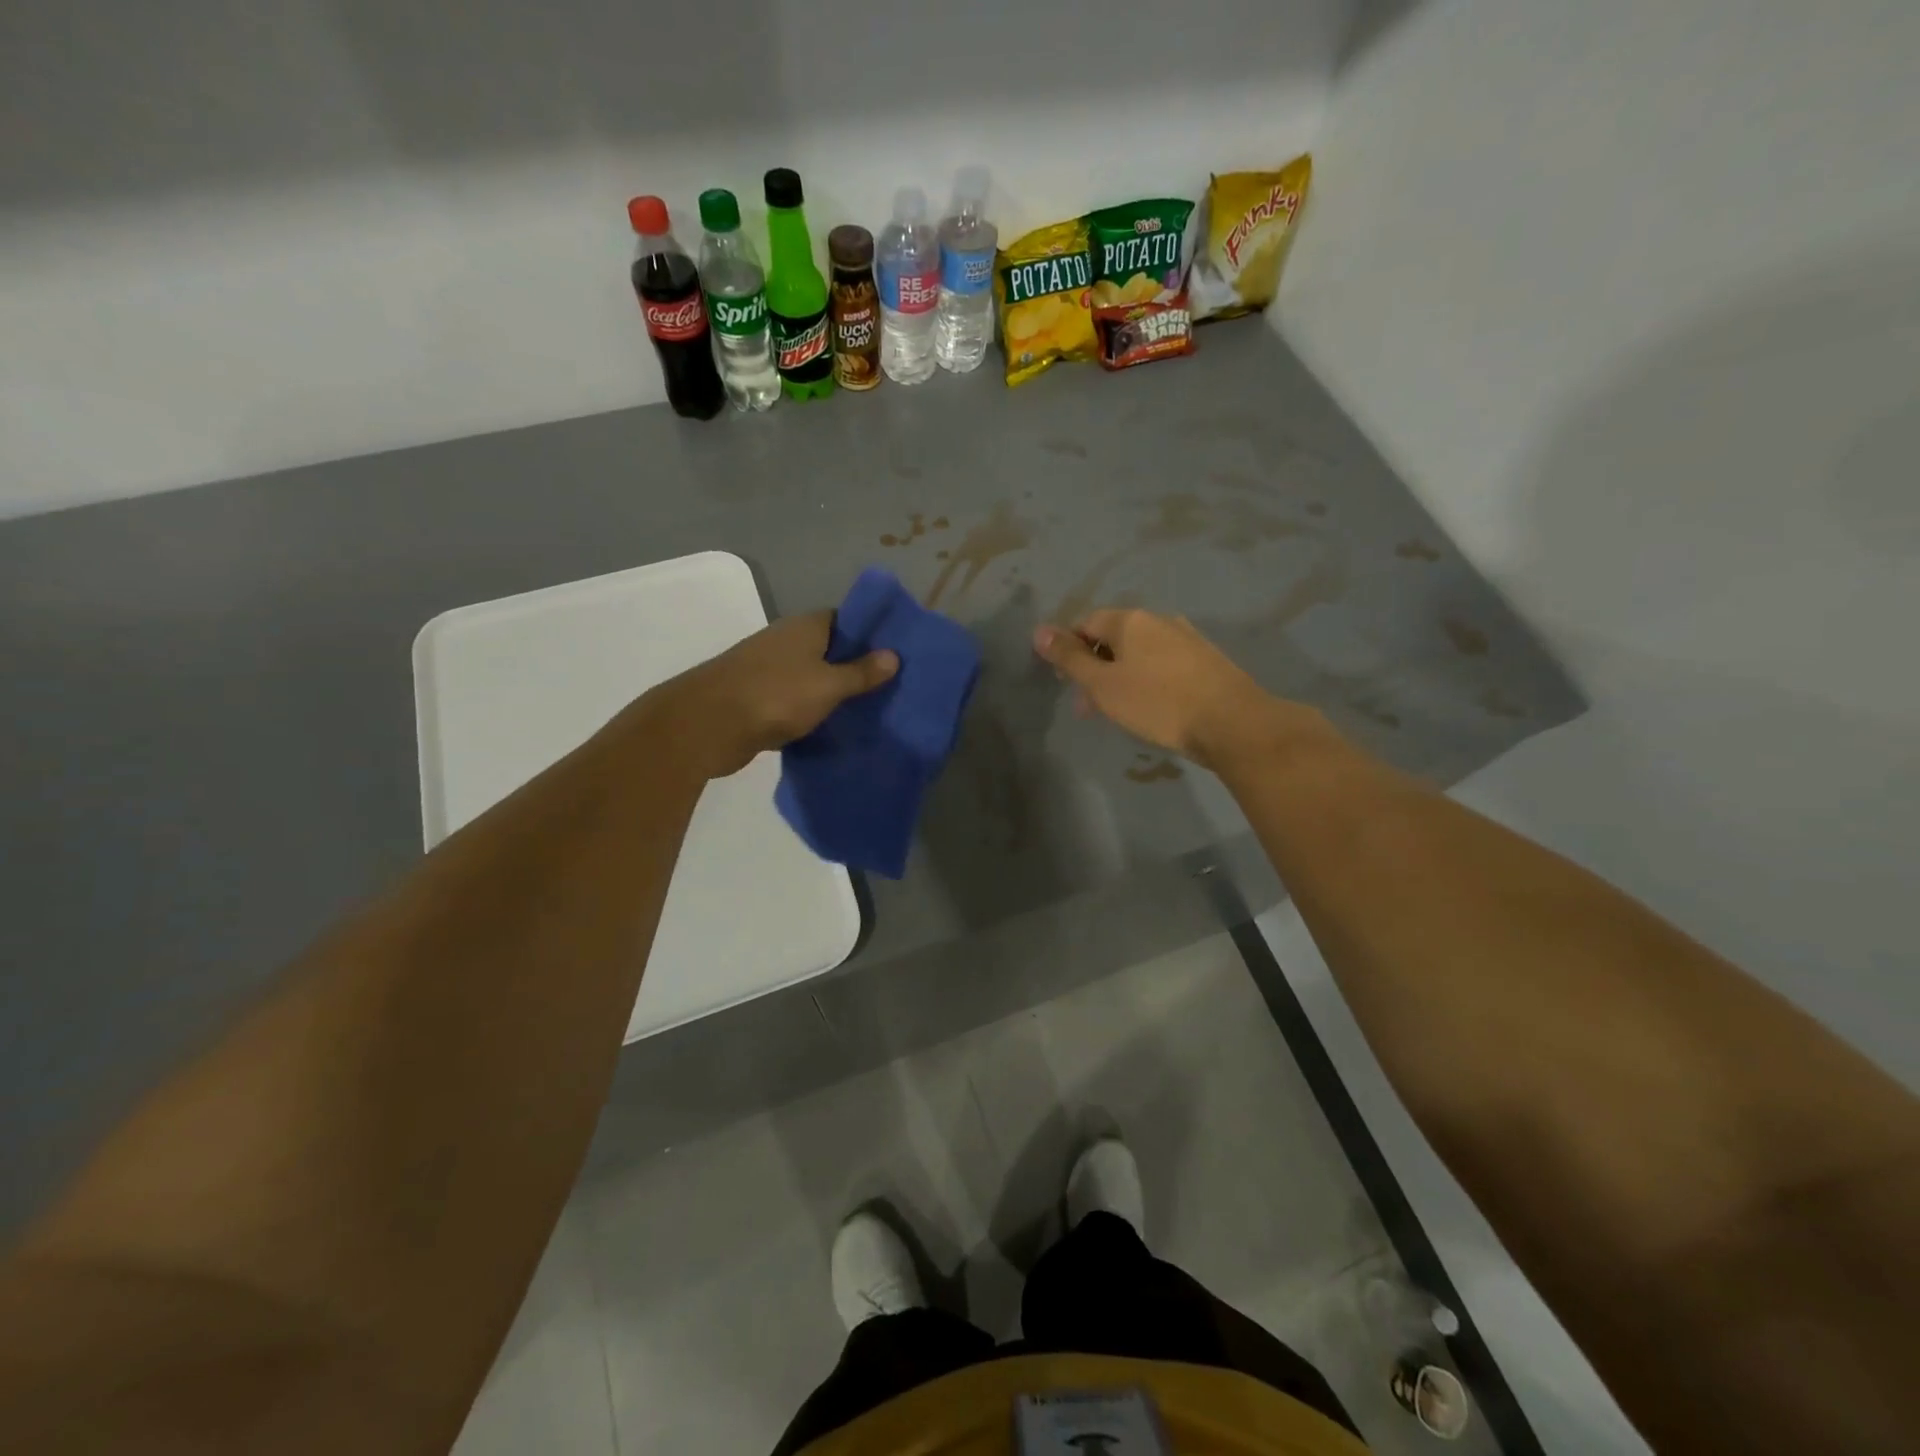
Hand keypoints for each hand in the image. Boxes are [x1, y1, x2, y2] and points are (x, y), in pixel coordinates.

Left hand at [649, 611, 897, 779]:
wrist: (709, 724)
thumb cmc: (776, 695)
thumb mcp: (828, 684)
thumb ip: (861, 672)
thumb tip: (893, 655)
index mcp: (806, 626)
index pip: (846, 619)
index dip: (870, 634)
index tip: (895, 654)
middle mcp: (787, 640)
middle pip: (829, 648)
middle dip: (856, 666)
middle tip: (891, 687)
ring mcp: (769, 669)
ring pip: (812, 676)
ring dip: (834, 691)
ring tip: (870, 709)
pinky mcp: (758, 697)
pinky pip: (796, 699)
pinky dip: (812, 710)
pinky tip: (834, 727)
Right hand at [1032, 609, 1292, 771]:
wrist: (1232, 723)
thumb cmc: (1158, 703)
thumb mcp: (1102, 685)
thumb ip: (1070, 659)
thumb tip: (1038, 631)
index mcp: (1130, 620)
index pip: (1085, 623)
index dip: (1069, 650)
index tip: (1065, 683)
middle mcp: (1159, 620)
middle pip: (1114, 637)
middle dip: (1095, 668)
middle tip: (1088, 706)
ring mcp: (1187, 638)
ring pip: (1140, 653)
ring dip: (1120, 677)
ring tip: (1119, 711)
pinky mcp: (1206, 660)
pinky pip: (1164, 664)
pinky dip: (1148, 681)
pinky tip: (1152, 707)